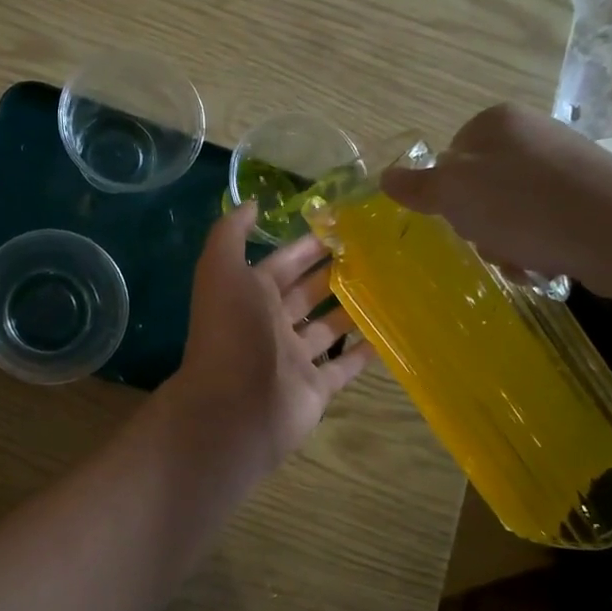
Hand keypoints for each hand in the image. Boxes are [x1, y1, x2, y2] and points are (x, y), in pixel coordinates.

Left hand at [163, 205, 374, 480]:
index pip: (283, 263)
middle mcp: (270, 324)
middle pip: (307, 292)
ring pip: (327, 328)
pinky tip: (390, 333)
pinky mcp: (315, 388)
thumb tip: (251, 203)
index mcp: (249, 295)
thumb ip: (231, 234)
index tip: (344, 227)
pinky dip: (363, 353)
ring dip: (352, 309)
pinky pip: (343, 367)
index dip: (307, 246)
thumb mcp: (221, 271)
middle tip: (377, 253)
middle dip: (334, 273)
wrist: (235, 407)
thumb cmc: (231, 332)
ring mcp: (293, 358)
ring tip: (390, 287)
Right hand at [379, 103, 611, 294]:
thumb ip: (417, 186)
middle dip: (478, 223)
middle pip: (479, 187)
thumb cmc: (523, 206)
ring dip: (506, 241)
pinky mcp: (592, 194)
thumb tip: (384, 176)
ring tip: (523, 257)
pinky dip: (539, 245)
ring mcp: (566, 163)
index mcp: (495, 123)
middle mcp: (532, 134)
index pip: (448, 159)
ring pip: (510, 210)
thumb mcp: (454, 195)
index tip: (458, 218)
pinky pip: (545, 222)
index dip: (446, 195)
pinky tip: (547, 261)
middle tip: (490, 240)